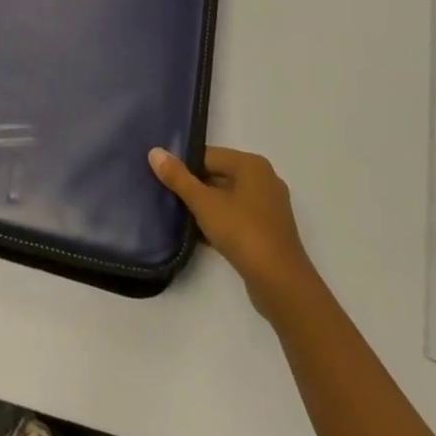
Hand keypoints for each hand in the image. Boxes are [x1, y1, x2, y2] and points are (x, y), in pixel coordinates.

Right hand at [149, 146, 312, 315]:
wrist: (280, 283)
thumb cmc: (242, 232)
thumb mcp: (204, 203)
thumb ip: (178, 177)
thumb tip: (155, 152)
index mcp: (252, 165)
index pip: (208, 155)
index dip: (183, 166)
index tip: (162, 179)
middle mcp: (264, 180)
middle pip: (218, 175)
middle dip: (193, 187)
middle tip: (166, 197)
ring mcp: (269, 207)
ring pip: (227, 198)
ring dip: (205, 207)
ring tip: (177, 216)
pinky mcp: (268, 230)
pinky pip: (236, 217)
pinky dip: (219, 222)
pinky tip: (197, 235)